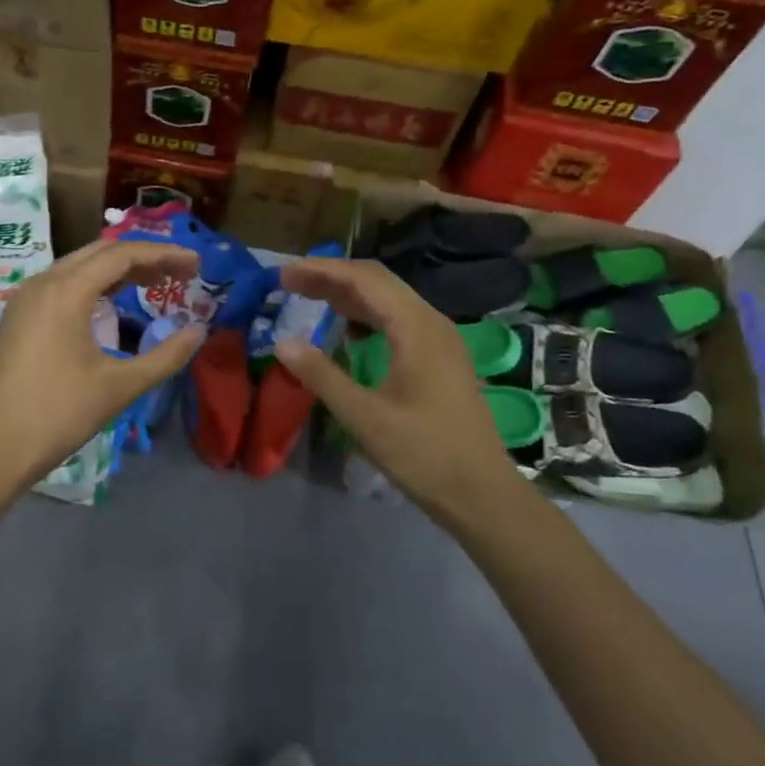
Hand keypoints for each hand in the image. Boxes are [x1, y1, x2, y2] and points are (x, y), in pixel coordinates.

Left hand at [0, 239, 207, 491]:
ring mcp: (25, 299)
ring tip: (154, 284)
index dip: (164, 255)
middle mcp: (42, 283)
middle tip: (179, 274)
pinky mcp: (17, 316)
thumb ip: (165, 356)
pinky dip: (93, 284)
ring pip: (78, 266)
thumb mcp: (120, 386)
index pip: (123, 255)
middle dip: (143, 258)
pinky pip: (61, 283)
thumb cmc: (59, 414)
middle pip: (100, 253)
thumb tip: (200, 330)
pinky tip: (111, 302)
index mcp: (66, 291)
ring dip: (117, 270)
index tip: (196, 264)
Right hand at [273, 256, 519, 515]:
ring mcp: (440, 340)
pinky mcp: (441, 358)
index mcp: (417, 328)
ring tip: (309, 298)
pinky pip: (399, 320)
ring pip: (389, 300)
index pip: (364, 280)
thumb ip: (321, 376)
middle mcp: (432, 323)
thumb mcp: (364, 418)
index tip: (283, 274)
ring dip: (349, 294)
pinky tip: (347, 329)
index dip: (321, 271)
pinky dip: (367, 314)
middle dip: (331, 277)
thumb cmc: (424, 454)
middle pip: (378, 282)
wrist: (482, 494)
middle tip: (290, 283)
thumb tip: (282, 343)